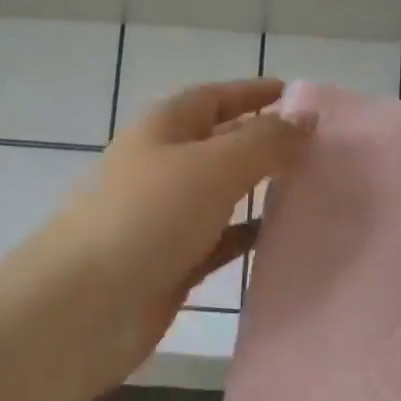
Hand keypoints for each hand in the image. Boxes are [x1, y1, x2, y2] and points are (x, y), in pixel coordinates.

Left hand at [28, 78, 314, 388]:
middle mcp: (163, 165)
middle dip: (264, 140)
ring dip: (260, 188)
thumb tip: (306, 118)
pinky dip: (248, 234)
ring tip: (312, 187)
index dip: (253, 92)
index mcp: (164, 127)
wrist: (82, 307)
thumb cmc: (148, 216)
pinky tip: (282, 237)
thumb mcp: (214, 165)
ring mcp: (165, 216)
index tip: (295, 95)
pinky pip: (219, 239)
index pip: (214, 97)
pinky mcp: (171, 262)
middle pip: (220, 142)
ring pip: (222, 192)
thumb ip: (265, 141)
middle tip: (318, 146)